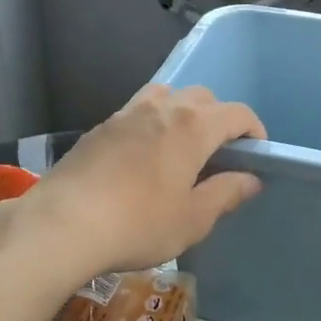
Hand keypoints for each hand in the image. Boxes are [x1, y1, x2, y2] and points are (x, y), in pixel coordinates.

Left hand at [21, 85, 266, 279]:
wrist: (63, 223)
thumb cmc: (138, 223)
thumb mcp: (192, 219)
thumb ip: (225, 193)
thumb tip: (250, 179)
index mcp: (192, 126)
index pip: (236, 113)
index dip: (253, 129)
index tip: (257, 152)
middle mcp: (162, 108)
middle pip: (202, 97)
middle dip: (219, 118)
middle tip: (220, 153)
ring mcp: (127, 113)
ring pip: (166, 96)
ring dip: (183, 112)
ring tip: (181, 145)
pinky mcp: (101, 127)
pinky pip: (137, 110)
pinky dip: (152, 120)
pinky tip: (144, 154)